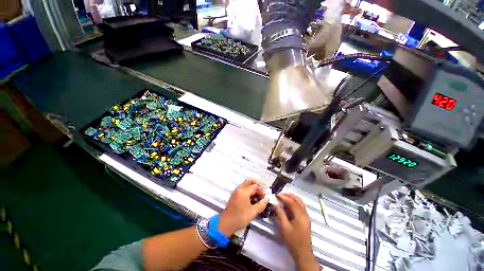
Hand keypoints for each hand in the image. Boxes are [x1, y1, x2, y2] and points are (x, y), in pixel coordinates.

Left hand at [219, 179, 268, 235]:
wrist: (227, 223)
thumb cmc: (240, 218)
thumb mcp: (253, 212)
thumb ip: (261, 204)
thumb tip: (267, 198)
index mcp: (244, 192)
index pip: (255, 186)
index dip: (261, 191)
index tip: (265, 196)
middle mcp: (239, 189)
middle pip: (249, 181)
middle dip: (257, 183)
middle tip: (262, 190)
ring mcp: (236, 191)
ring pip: (246, 184)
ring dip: (252, 187)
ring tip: (258, 195)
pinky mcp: (235, 194)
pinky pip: (243, 188)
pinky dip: (248, 190)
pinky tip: (252, 198)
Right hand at [274, 193, 318, 270]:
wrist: (303, 253)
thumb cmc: (293, 241)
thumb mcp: (284, 227)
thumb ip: (280, 214)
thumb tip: (275, 204)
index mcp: (300, 215)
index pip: (292, 202)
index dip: (284, 197)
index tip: (276, 195)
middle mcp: (305, 214)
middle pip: (298, 200)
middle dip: (289, 195)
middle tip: (280, 194)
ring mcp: (306, 216)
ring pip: (300, 203)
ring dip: (291, 198)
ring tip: (283, 198)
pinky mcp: (305, 219)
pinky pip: (300, 207)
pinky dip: (293, 203)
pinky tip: (287, 206)